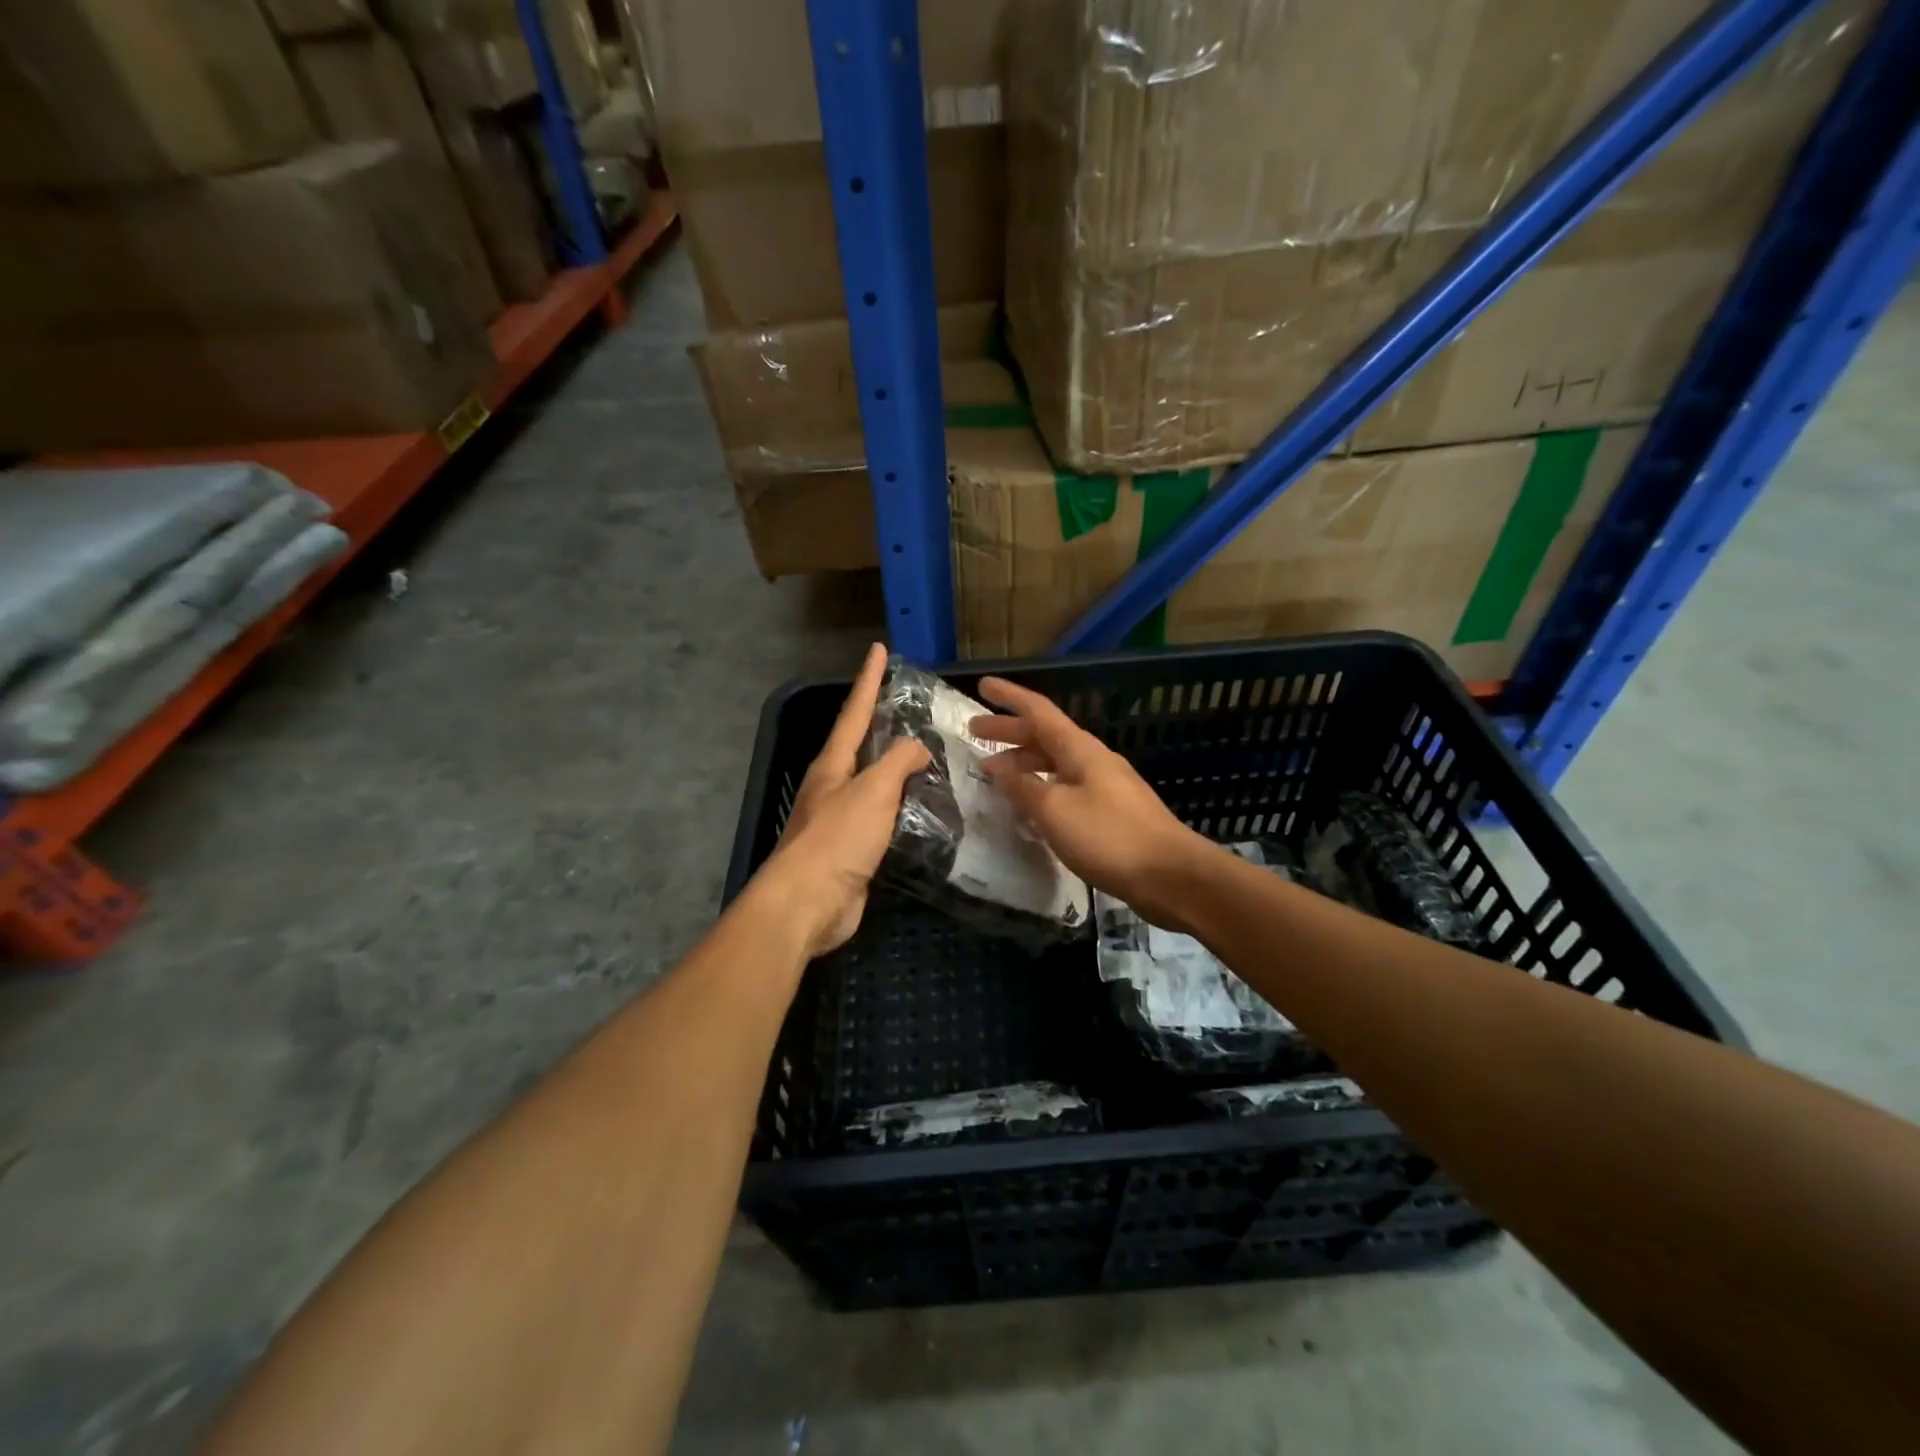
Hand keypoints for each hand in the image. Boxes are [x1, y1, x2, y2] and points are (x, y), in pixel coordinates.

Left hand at [754, 643, 929, 957]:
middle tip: (909, 705)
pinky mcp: (852, 851)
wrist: (808, 903)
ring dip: (895, 768)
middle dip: (880, 722)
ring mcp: (840, 820)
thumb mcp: (873, 790)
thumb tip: (917, 749)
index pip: (855, 712)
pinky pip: (883, 818)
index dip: (868, 680)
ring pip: (873, 783)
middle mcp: (833, 786)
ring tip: (926, 756)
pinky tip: (921, 810)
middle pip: (860, 745)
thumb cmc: (837, 839)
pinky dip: (902, 807)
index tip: (878, 649)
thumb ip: (898, 762)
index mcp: (832, 765)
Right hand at [970, 677, 1214, 929]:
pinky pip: (1066, 788)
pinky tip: (1029, 807)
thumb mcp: (1055, 811)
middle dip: (1009, 731)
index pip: (1038, 711)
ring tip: (993, 774)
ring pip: (1055, 764)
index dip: (1009, 697)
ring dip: (1023, 763)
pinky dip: (1041, 788)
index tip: (983, 684)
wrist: (1171, 875)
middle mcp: (1092, 760)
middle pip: (1045, 736)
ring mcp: (1105, 786)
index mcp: (1080, 750)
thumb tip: (998, 769)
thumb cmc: (1109, 836)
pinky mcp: (1111, 813)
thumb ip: (1023, 788)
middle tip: (975, 733)